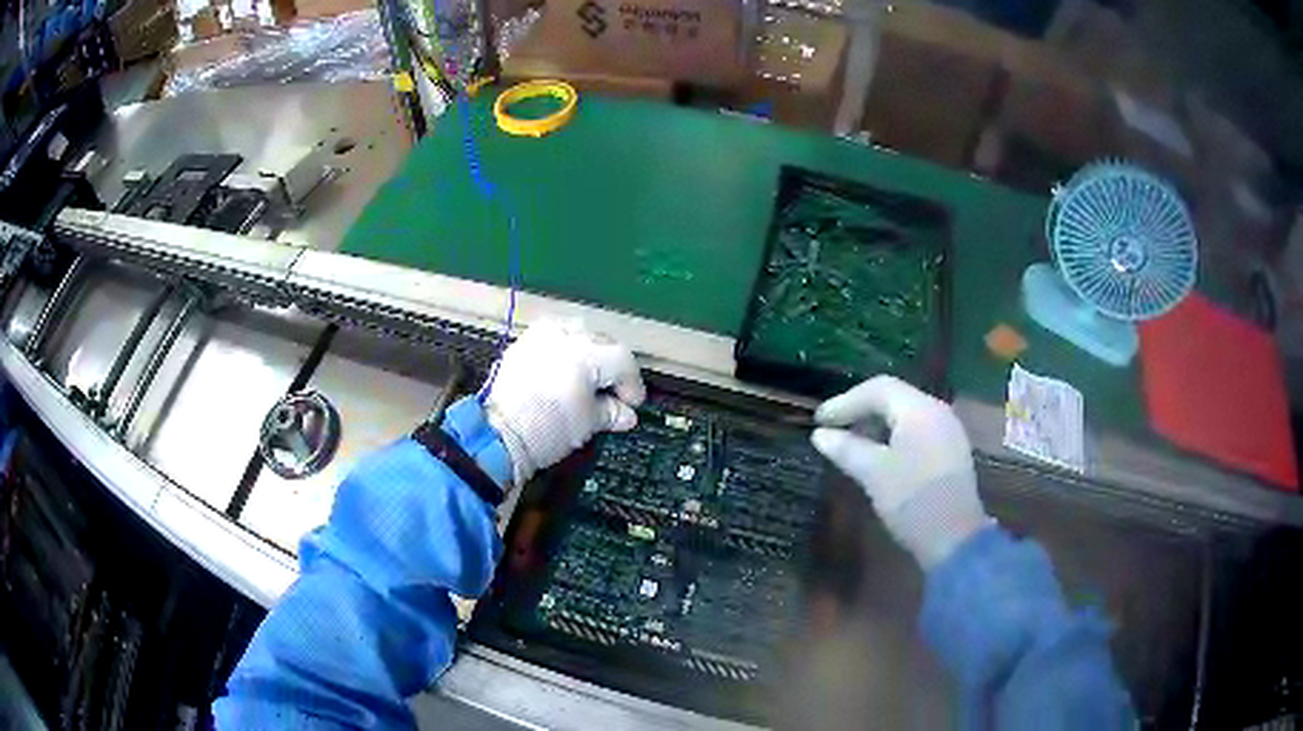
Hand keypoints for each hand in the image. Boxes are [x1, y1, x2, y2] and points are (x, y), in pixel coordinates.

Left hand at [485, 318, 645, 485]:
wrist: (498, 434)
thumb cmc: (548, 429)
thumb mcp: (587, 424)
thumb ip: (610, 412)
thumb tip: (625, 413)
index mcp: (588, 353)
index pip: (623, 361)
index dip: (632, 385)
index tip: (632, 405)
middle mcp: (566, 335)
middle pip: (603, 342)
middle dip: (612, 367)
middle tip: (613, 393)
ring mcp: (542, 335)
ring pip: (579, 333)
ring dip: (590, 353)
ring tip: (590, 379)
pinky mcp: (523, 342)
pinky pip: (554, 337)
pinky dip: (566, 350)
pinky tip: (565, 370)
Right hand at [811, 376, 989, 568]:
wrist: (955, 539)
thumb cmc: (912, 501)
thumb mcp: (873, 474)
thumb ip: (846, 448)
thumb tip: (820, 434)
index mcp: (919, 410)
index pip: (878, 389)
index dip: (845, 401)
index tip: (819, 421)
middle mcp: (937, 411)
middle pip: (894, 397)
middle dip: (861, 410)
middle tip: (833, 428)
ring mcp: (948, 431)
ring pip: (906, 414)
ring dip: (876, 424)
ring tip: (851, 443)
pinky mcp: (950, 451)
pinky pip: (918, 430)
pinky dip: (894, 436)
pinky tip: (879, 456)